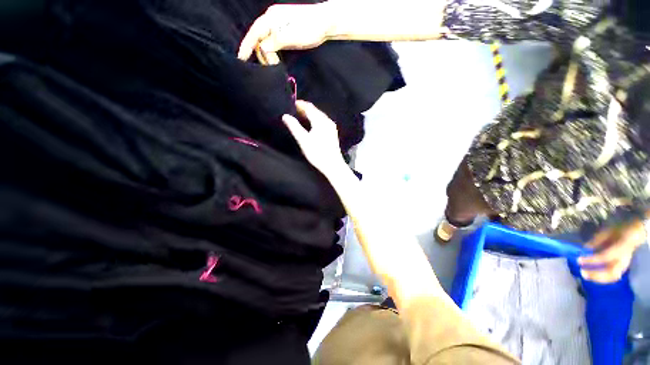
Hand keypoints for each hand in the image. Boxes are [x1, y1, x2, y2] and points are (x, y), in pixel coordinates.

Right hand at [238, 3, 332, 64]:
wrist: (325, 23)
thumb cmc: (311, 28)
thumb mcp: (293, 36)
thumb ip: (276, 41)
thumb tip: (262, 48)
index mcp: (272, 17)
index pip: (255, 33)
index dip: (246, 46)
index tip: (241, 58)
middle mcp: (272, 20)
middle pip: (259, 38)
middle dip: (261, 53)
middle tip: (270, 67)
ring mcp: (278, 25)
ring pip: (266, 41)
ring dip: (267, 54)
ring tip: (273, 65)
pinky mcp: (283, 32)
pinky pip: (272, 42)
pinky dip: (272, 52)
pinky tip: (274, 59)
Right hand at [282, 101, 344, 176]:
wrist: (333, 165)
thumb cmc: (317, 153)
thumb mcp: (303, 140)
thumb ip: (294, 127)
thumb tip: (285, 116)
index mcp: (320, 121)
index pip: (309, 107)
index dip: (300, 104)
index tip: (291, 104)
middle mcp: (327, 121)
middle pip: (315, 110)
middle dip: (305, 109)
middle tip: (294, 110)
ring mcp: (331, 127)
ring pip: (320, 116)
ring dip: (310, 114)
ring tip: (301, 117)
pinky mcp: (333, 133)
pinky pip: (323, 121)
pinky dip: (316, 120)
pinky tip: (312, 125)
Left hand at [578, 219, 646, 282]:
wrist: (633, 233)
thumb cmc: (618, 232)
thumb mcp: (607, 232)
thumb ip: (597, 240)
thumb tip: (586, 247)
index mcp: (621, 249)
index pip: (605, 257)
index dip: (592, 260)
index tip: (579, 260)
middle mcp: (624, 260)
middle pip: (611, 273)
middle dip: (596, 274)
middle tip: (582, 272)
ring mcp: (624, 265)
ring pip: (613, 277)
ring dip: (599, 278)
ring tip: (586, 276)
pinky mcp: (622, 268)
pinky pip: (613, 276)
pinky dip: (602, 278)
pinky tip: (592, 276)